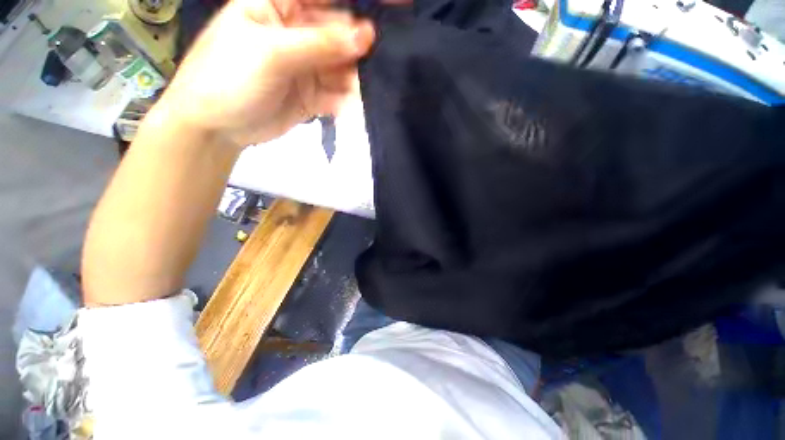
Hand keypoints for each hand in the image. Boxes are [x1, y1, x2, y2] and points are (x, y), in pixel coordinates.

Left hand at [155, 0, 374, 146]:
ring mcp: (308, 66)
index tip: (399, 5)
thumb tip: (365, 36)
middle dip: (363, 48)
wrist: (216, 127)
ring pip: (344, 68)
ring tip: (373, 90)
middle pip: (342, 33)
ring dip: (358, 80)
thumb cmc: (229, 77)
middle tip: (385, 63)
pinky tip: (354, 108)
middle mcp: (299, 32)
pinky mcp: (313, 95)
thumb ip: (319, 45)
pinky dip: (348, 102)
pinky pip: (338, 95)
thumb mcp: (271, 53)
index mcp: (281, 6)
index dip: (361, 0)